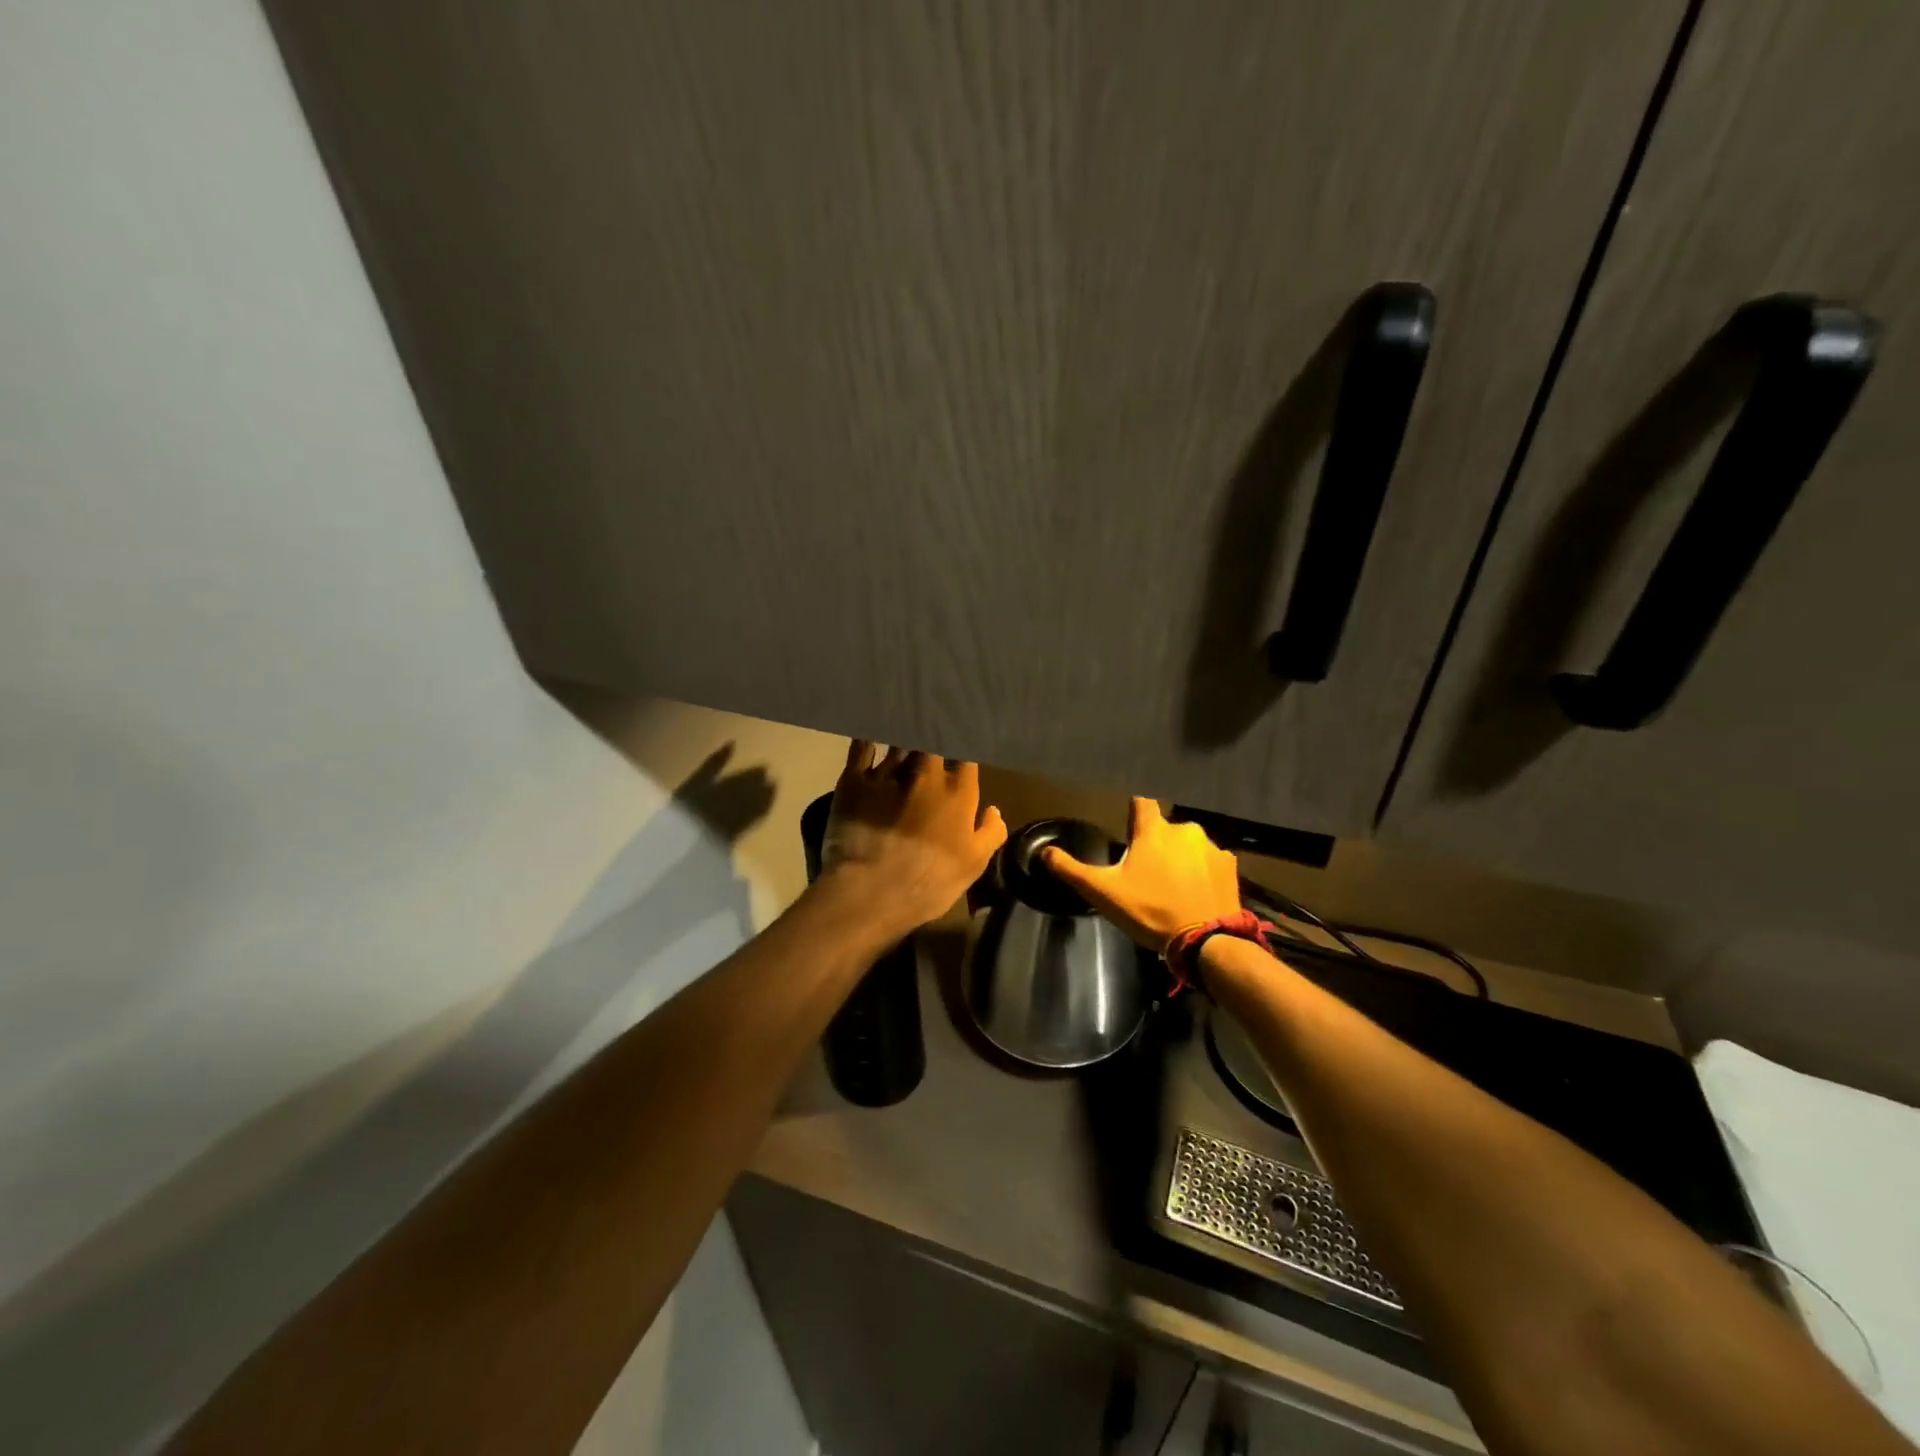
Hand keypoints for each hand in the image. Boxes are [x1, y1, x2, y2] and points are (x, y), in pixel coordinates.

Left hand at [820, 741, 1007, 934]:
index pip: (965, 755)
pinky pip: (862, 747)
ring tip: (903, 725)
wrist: (869, 893)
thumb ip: (990, 832)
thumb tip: (992, 810)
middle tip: (930, 733)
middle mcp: (924, 773)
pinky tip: (870, 732)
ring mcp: (886, 774)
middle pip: (931, 741)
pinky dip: (868, 737)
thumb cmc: (929, 882)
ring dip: (902, 735)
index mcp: (957, 791)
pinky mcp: (853, 780)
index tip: (959, 748)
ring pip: (899, 741)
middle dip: (932, 735)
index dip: (962, 748)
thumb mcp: (973, 865)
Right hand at [1043, 798, 1241, 951]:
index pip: (1140, 802)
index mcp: (1153, 830)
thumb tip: (1044, 852)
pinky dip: (1201, 872)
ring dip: (1179, 857)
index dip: (1133, 812)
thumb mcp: (1103, 892)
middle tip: (1146, 872)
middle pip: (1164, 828)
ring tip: (1171, 886)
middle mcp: (1184, 829)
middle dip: (1155, 844)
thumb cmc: (1150, 910)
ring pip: (1188, 844)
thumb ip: (1071, 870)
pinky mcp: (1230, 867)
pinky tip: (1195, 893)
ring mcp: (1211, 847)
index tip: (1128, 827)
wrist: (1207, 941)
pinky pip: (1210, 862)